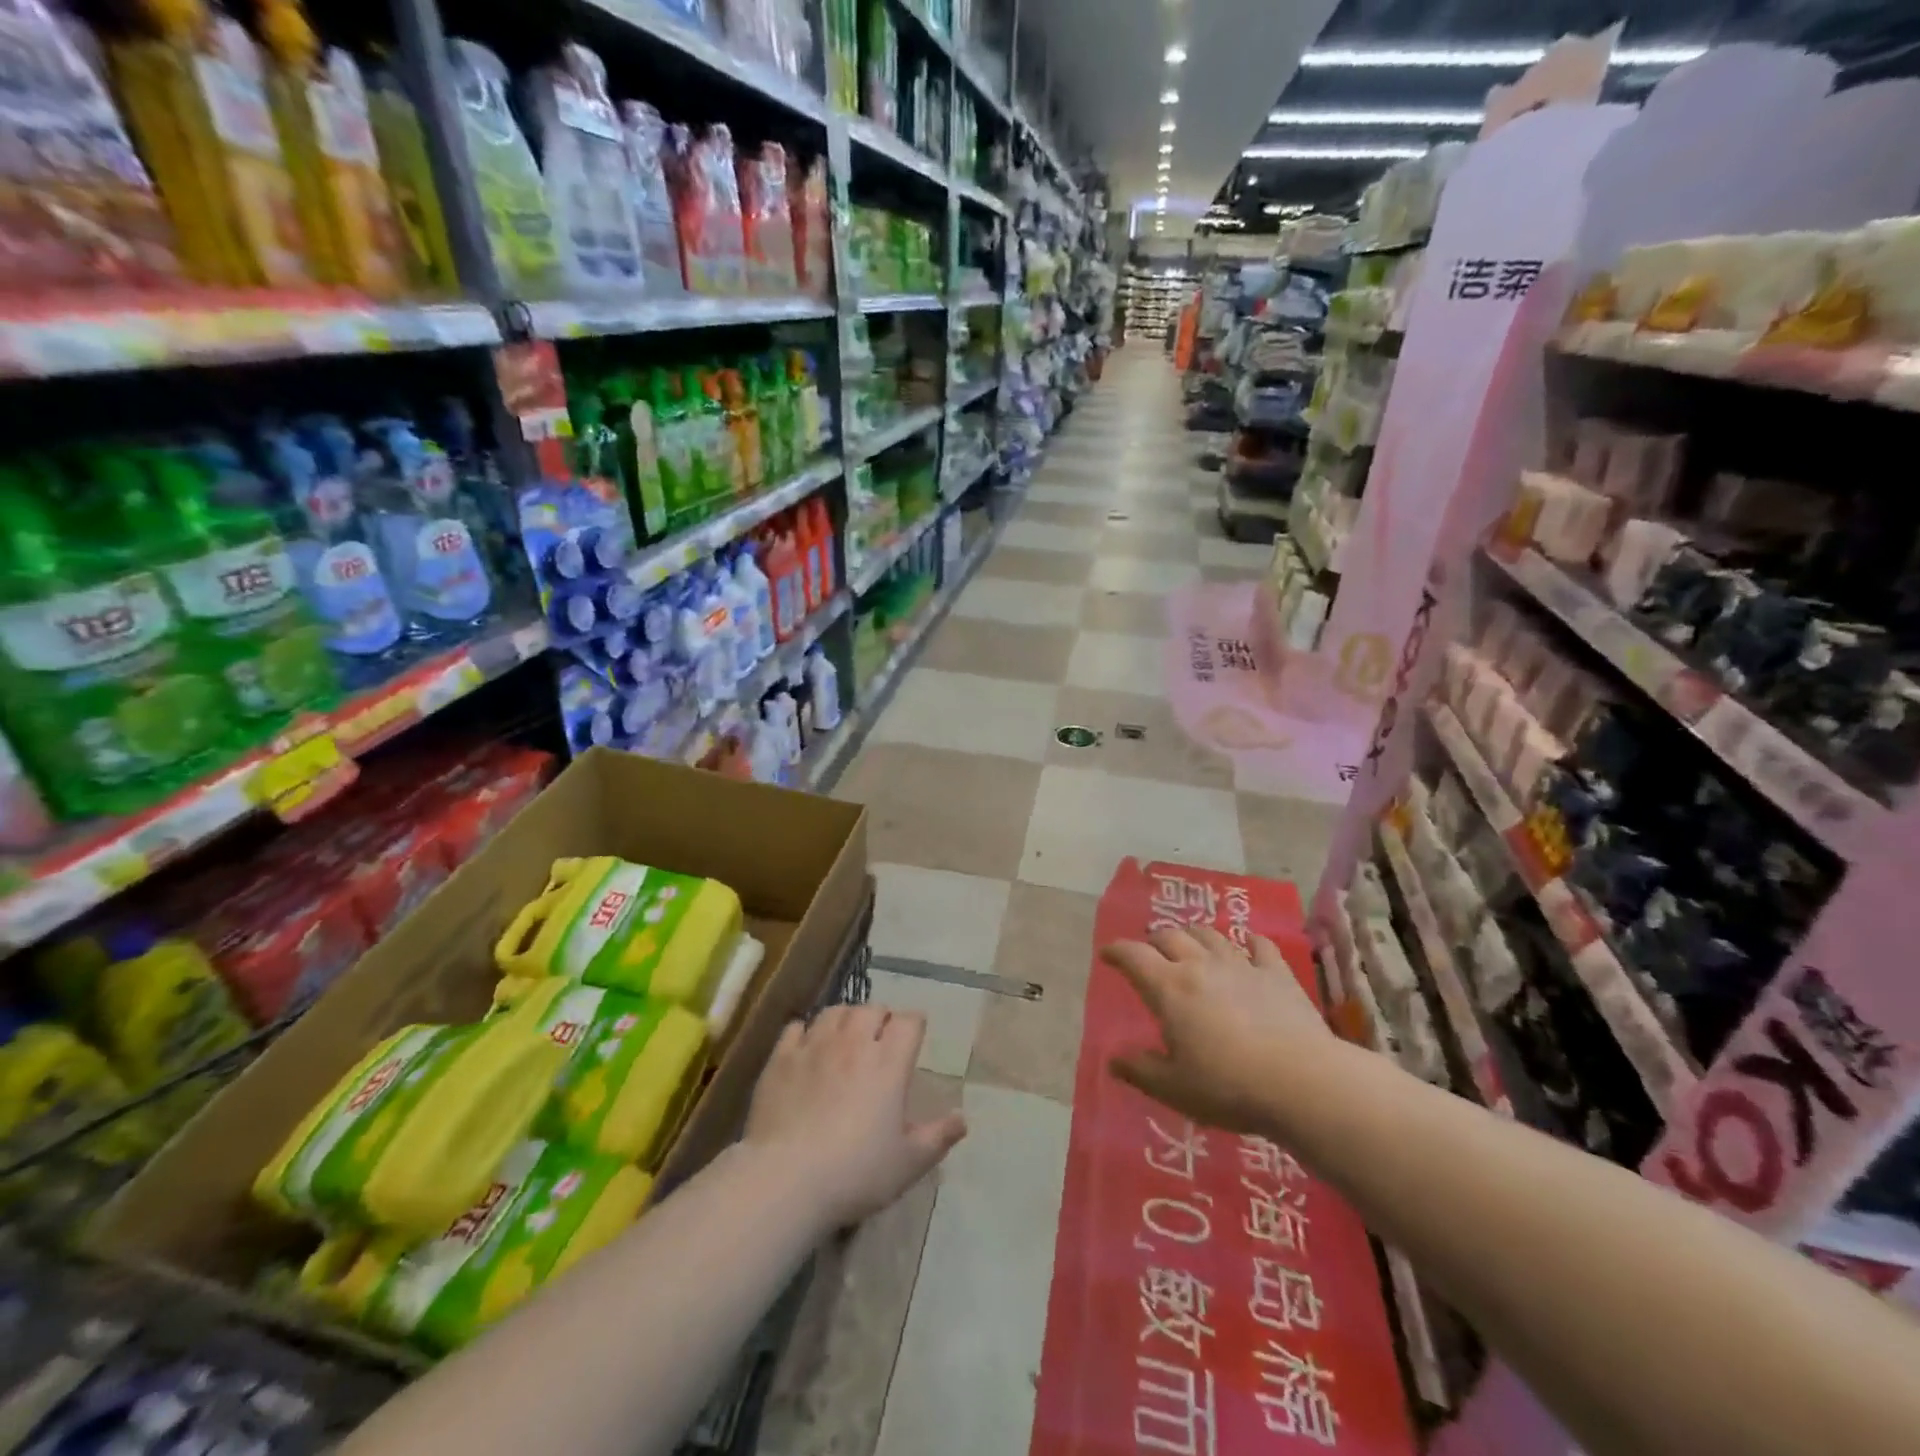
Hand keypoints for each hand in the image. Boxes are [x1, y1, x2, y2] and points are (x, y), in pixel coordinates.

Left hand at [745, 1005, 967, 1227]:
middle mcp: (854, 1043)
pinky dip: (806, 1031)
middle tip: (881, 1039)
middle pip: (872, 1009)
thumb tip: (963, 1118)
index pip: (909, 1021)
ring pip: (835, 1011)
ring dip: (846, 1018)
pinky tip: (806, 1047)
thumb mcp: (908, 1163)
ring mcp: (814, 1046)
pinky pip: (796, 1027)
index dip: (914, 1025)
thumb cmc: (855, 1172)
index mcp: (889, 1063)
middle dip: (881, 1018)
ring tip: (846, 1036)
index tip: (915, 1037)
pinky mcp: (781, 1058)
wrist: (786, 1179)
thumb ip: (938, 1137)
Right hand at [1105, 925, 1334, 1133]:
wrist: (1302, 1082)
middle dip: (1154, 940)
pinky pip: (1261, 946)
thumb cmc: (1228, 1087)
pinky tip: (1250, 944)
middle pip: (1171, 936)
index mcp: (1169, 988)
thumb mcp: (1174, 1088)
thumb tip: (1114, 1060)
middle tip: (1149, 950)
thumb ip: (1141, 1071)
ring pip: (1210, 935)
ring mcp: (1241, 965)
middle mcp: (1200, 966)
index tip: (1107, 954)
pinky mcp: (1277, 974)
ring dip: (1194, 935)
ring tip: (1190, 942)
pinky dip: (1250, 942)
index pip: (1134, 956)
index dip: (1117, 951)